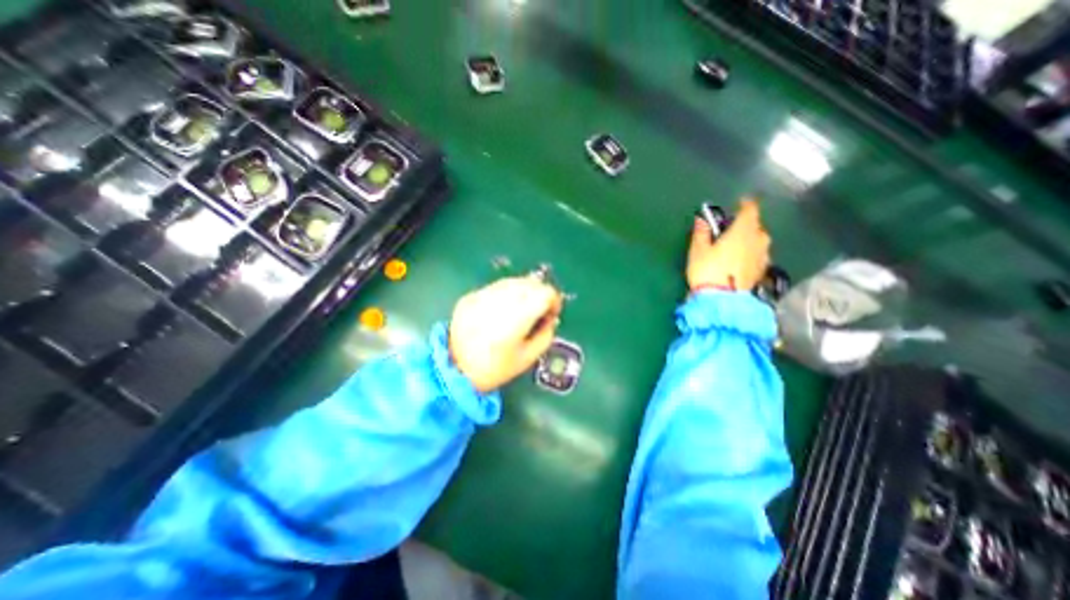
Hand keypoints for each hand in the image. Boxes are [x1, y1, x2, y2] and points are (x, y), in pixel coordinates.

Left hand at [449, 276, 561, 393]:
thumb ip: (545, 335)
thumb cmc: (494, 370)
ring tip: (522, 309)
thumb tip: (550, 318)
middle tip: (539, 311)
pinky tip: (503, 309)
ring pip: (513, 281)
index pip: (544, 293)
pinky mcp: (469, 297)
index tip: (552, 312)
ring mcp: (481, 297)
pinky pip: (496, 287)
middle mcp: (498, 302)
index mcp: (515, 320)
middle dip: (540, 294)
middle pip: (530, 283)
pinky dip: (506, 293)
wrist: (453, 371)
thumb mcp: (527, 359)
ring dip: (524, 291)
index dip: (554, 300)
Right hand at [689, 198, 773, 291]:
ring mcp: (763, 257)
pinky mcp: (762, 271)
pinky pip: (759, 255)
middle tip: (729, 231)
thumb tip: (701, 219)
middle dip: (744, 225)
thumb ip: (701, 232)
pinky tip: (740, 262)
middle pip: (756, 226)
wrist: (722, 301)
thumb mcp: (698, 250)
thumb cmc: (708, 271)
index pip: (750, 209)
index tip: (738, 204)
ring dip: (749, 240)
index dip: (745, 204)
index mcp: (743, 231)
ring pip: (759, 241)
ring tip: (735, 247)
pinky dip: (751, 254)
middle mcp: (758, 240)